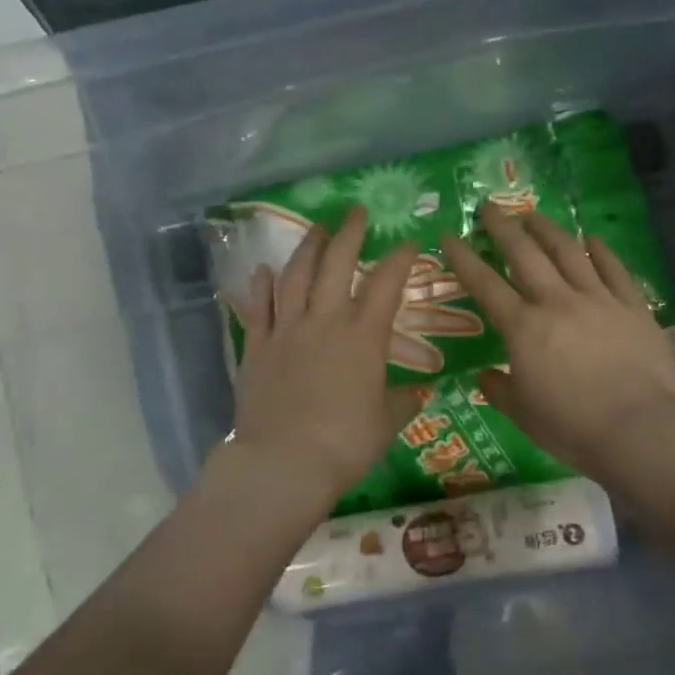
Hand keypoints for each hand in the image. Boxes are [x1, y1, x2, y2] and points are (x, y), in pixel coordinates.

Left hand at [222, 205, 425, 509]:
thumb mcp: (385, 424)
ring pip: (295, 276)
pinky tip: (264, 271)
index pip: (386, 284)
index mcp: (363, 336)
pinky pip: (258, 308)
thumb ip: (402, 402)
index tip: (408, 243)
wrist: (284, 462)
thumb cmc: (344, 444)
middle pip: (336, 264)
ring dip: (307, 248)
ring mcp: (286, 330)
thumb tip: (417, 394)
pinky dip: (261, 286)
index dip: (400, 259)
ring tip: (316, 229)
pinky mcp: (257, 347)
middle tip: (355, 211)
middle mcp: (325, 321)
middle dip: (349, 233)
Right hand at [440, 205, 674, 480]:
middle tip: (490, 207)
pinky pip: (614, 269)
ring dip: (547, 229)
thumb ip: (499, 389)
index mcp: (523, 328)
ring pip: (568, 252)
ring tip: (533, 214)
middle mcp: (557, 302)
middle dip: (503, 227)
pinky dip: (601, 250)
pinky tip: (591, 238)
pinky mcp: (632, 306)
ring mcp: (598, 300)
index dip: (463, 258)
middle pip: (525, 254)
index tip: (448, 236)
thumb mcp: (523, 414)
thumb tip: (485, 374)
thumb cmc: (573, 427)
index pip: (485, 284)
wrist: (640, 430)